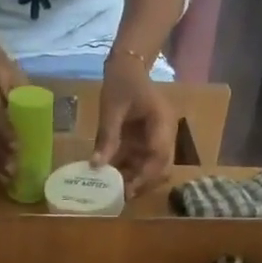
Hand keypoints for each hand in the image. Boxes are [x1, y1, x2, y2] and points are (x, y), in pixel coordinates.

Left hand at [93, 60, 175, 197]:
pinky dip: (129, 171)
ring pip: (152, 168)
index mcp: (162, 122)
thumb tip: (96, 165)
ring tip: (113, 191)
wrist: (127, 66)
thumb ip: (107, 136)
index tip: (128, 189)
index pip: (160, 155)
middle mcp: (165, 134)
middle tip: (120, 196)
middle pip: (161, 167)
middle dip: (143, 183)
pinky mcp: (147, 141)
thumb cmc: (122, 82)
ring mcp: (157, 138)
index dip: (146, 175)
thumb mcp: (111, 108)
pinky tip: (111, 178)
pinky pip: (141, 162)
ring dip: (135, 180)